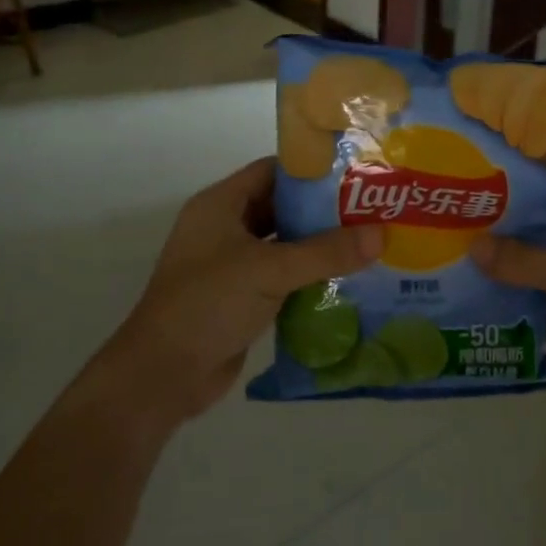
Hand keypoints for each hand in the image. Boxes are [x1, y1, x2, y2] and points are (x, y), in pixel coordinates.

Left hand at [82, 158, 380, 435]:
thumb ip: (325, 252)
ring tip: (366, 241)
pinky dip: (307, 274)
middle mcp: (224, 227)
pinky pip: (280, 275)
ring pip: (282, 243)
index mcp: (220, 205)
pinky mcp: (239, 296)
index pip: (271, 171)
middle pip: (280, 206)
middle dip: (321, 210)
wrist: (164, 374)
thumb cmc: (209, 303)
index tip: (355, 173)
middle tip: (369, 209)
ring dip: (317, 244)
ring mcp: (230, 264)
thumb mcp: (270, 270)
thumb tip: (381, 234)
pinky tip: (344, 278)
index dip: (311, 170)